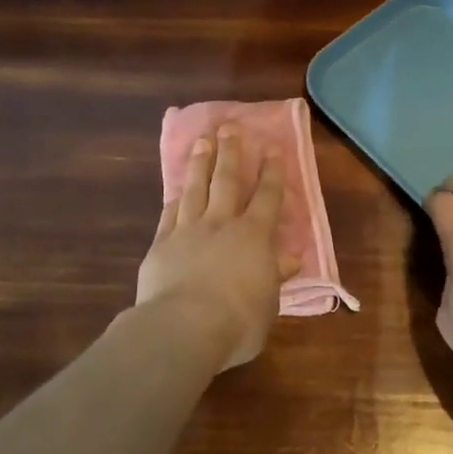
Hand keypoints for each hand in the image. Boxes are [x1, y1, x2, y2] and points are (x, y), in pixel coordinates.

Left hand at [137, 124, 295, 369]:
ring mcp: (188, 230)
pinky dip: (175, 198)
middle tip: (230, 127)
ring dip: (201, 163)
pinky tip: (176, 188)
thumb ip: (275, 276)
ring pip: (196, 188)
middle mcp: (222, 224)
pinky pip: (170, 213)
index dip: (272, 173)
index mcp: (254, 236)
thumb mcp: (269, 303)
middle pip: (228, 180)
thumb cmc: (238, 321)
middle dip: (231, 152)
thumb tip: (290, 258)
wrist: (184, 326)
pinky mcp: (162, 243)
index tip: (272, 148)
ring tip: (203, 141)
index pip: (267, 197)